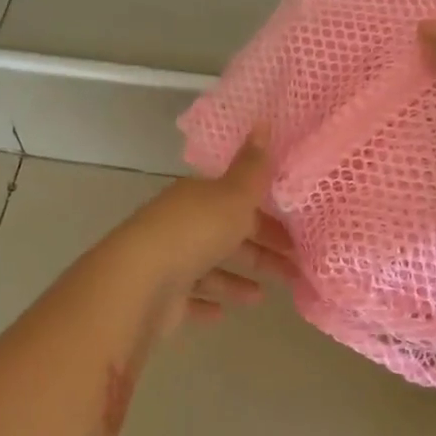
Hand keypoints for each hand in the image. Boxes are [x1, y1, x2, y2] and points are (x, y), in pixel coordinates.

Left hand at [111, 141, 297, 337]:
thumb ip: (252, 167)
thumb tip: (264, 121)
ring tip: (261, 297)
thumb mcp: (233, 195)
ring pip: (208, 268)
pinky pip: (189, 298)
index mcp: (197, 197)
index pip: (236, 200)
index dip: (266, 214)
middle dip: (259, 251)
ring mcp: (168, 261)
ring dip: (235, 280)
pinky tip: (222, 314)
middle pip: (225, 235)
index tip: (295, 232)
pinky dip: (206, 302)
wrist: (139, 283)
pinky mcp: (161, 297)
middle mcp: (180, 224)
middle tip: (294, 269)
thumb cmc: (194, 233)